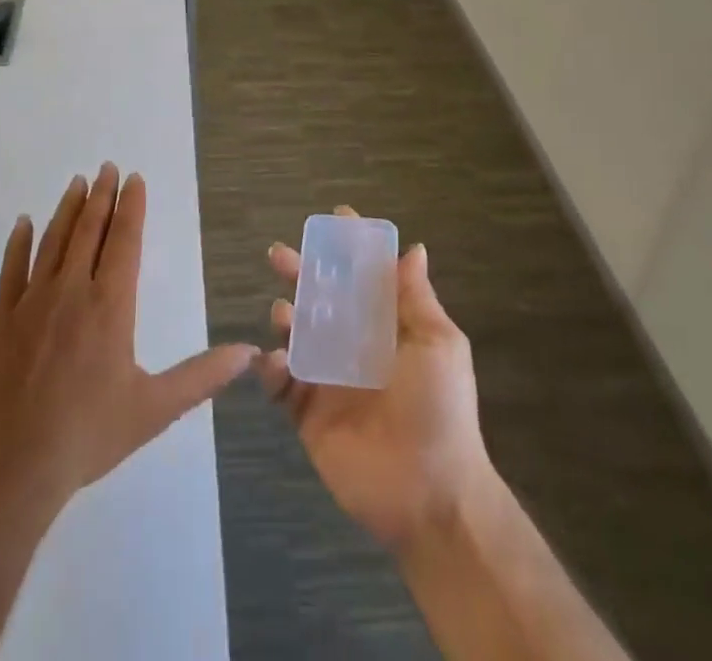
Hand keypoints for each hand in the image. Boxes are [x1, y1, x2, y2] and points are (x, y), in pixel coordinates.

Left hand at [0, 163, 257, 510]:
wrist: (11, 467)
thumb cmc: (88, 435)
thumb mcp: (153, 409)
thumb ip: (201, 377)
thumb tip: (248, 353)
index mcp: (110, 305)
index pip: (124, 241)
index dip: (131, 206)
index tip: (134, 178)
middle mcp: (72, 290)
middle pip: (90, 230)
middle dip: (101, 195)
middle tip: (107, 167)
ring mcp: (32, 301)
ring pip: (53, 241)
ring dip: (67, 209)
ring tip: (77, 182)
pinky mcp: (0, 318)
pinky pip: (11, 269)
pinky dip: (19, 243)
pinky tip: (24, 223)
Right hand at [257, 207, 494, 550]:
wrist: (430, 495)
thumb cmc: (440, 410)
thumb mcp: (440, 346)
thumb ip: (416, 299)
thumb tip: (414, 249)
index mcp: (387, 329)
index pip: (365, 278)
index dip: (351, 248)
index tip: (335, 217)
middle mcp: (355, 347)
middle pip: (321, 300)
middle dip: (301, 274)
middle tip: (279, 255)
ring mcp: (328, 380)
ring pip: (296, 336)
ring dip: (285, 317)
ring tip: (283, 312)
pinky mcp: (307, 414)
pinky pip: (281, 384)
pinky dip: (271, 368)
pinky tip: (274, 360)